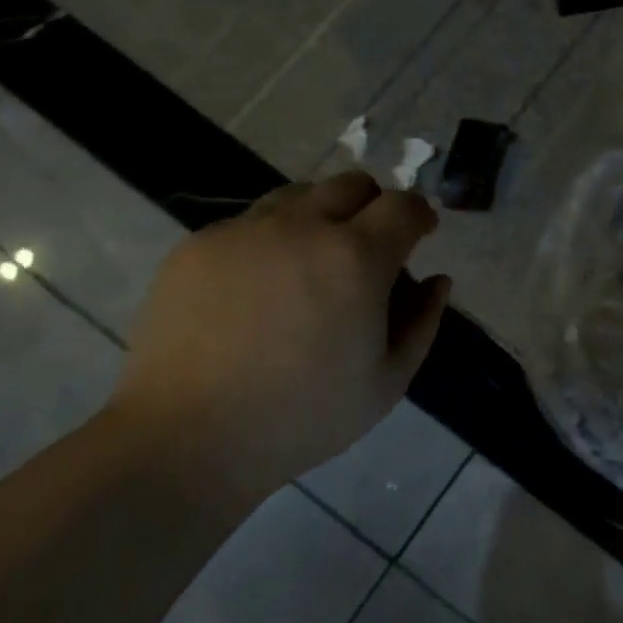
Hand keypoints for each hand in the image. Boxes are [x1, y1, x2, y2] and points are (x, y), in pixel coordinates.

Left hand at [103, 172, 450, 505]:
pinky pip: (250, 223)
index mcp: (355, 258)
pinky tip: (258, 291)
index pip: (403, 205)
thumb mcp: (386, 383)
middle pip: (352, 184)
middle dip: (373, 207)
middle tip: (368, 252)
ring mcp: (244, 230)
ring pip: (298, 195)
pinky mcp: (199, 244)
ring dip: (321, 217)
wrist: (186, 439)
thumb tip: (436, 280)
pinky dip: (271, 240)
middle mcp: (302, 226)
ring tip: (311, 267)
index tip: (421, 233)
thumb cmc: (302, 418)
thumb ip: (421, 322)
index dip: (420, 214)